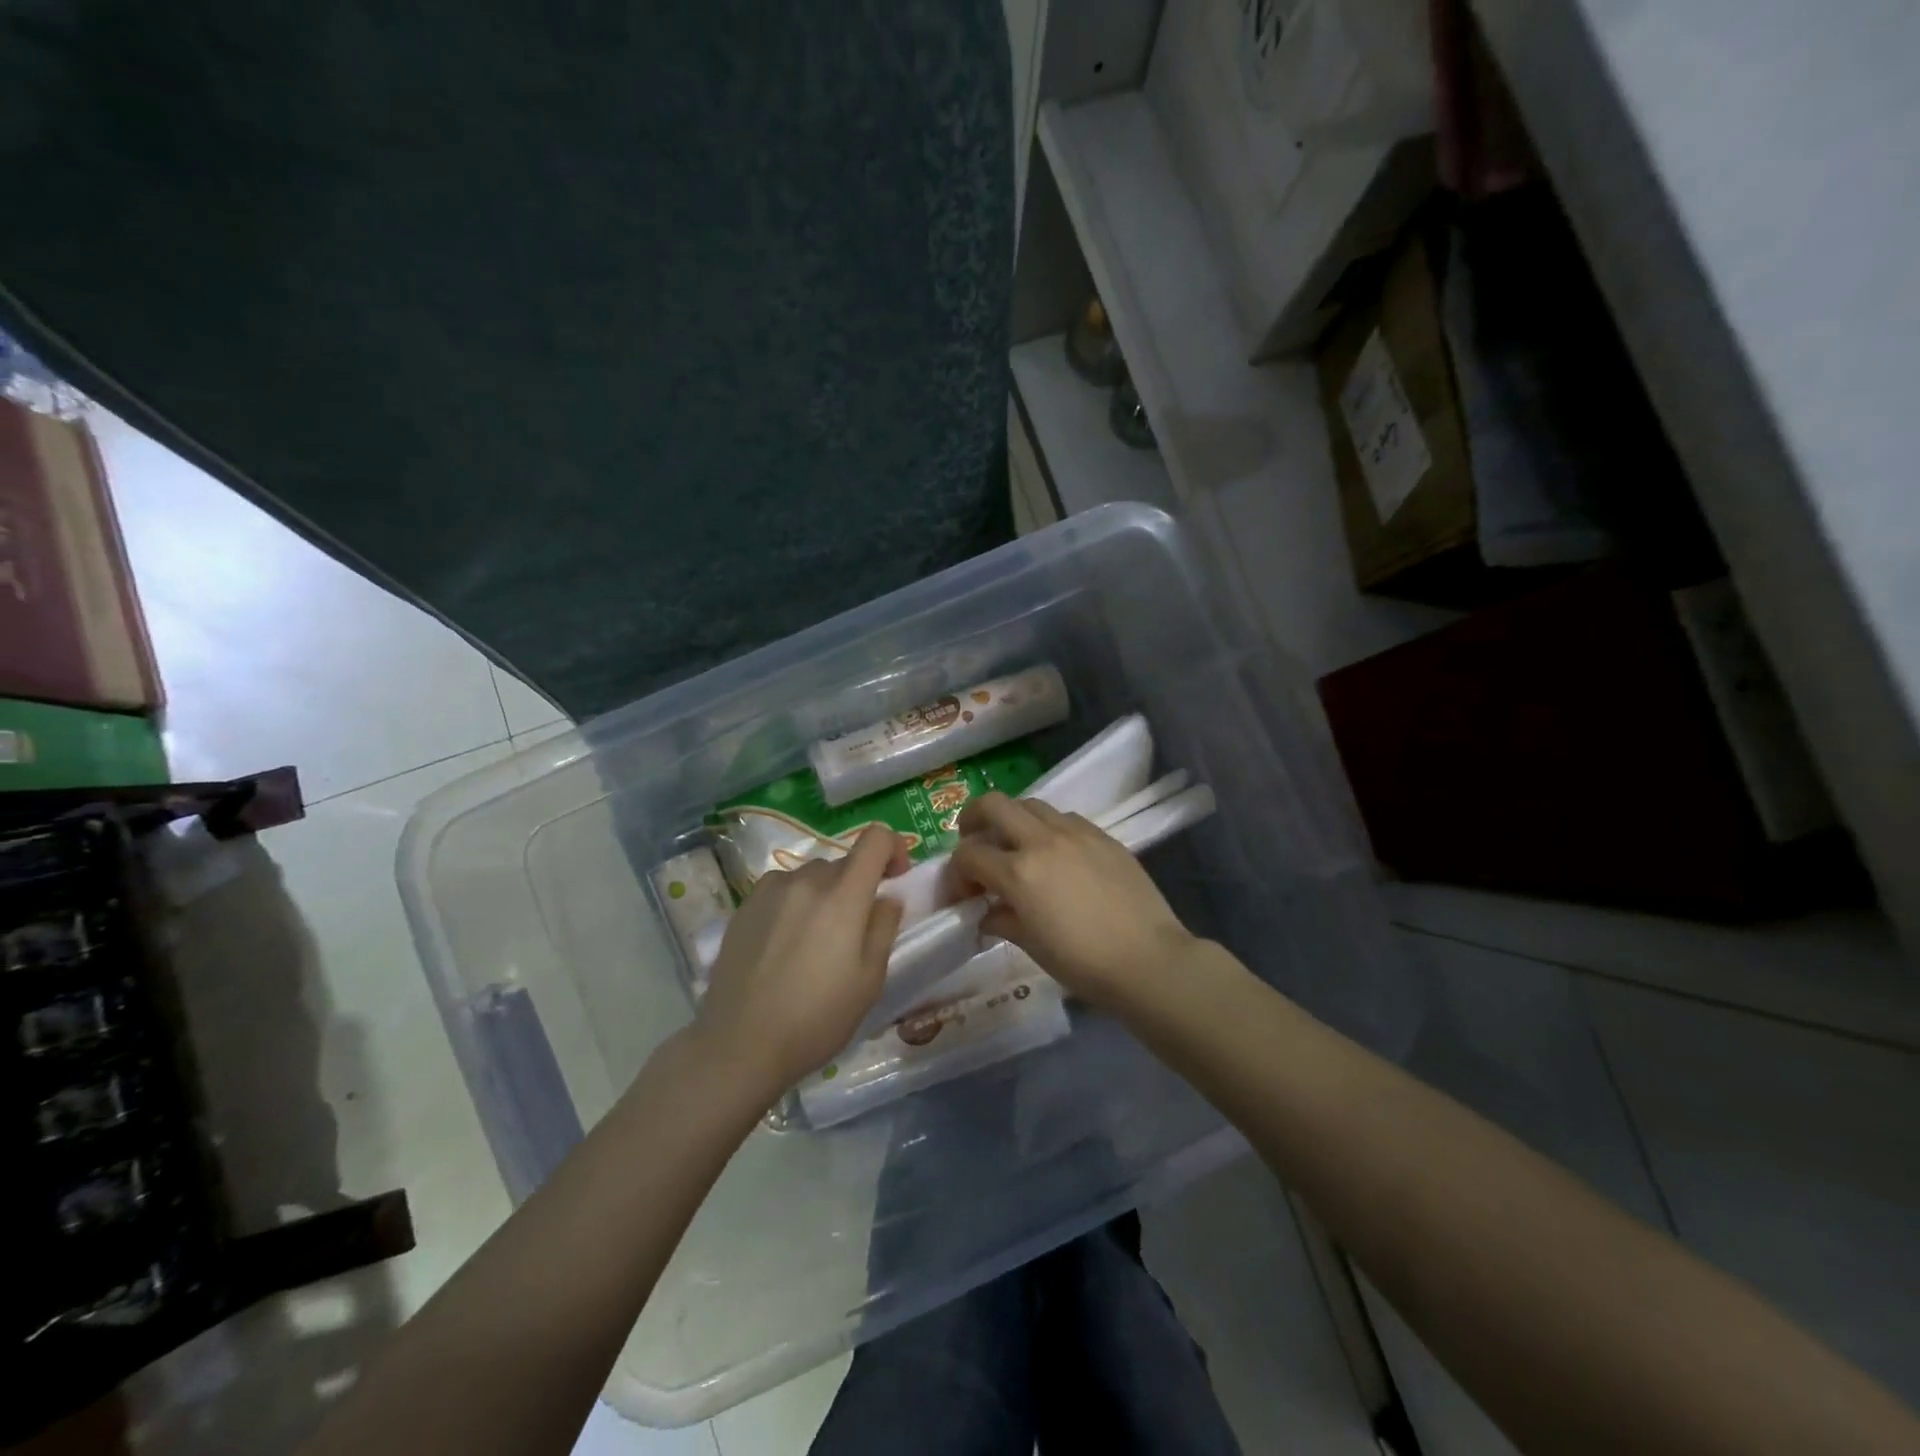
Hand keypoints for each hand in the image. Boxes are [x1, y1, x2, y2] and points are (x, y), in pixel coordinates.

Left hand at [696, 825, 909, 1094]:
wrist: (740, 1044)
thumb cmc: (816, 1018)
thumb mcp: (869, 981)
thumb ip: (884, 928)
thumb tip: (887, 897)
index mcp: (843, 896)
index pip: (875, 839)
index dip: (893, 848)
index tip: (896, 878)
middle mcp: (806, 881)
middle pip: (843, 863)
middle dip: (858, 886)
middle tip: (854, 931)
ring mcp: (770, 890)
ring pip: (811, 876)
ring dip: (824, 895)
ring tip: (815, 940)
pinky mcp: (744, 906)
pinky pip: (781, 889)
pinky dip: (793, 903)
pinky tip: (784, 943)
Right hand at [952, 792, 1196, 1007]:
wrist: (1148, 959)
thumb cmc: (1083, 963)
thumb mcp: (1032, 945)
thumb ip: (1003, 920)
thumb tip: (988, 912)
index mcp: (1018, 872)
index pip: (969, 854)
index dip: (957, 872)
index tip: (963, 891)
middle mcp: (1042, 841)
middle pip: (993, 805)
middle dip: (973, 818)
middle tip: (973, 840)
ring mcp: (1075, 833)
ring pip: (1030, 804)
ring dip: (1013, 819)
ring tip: (1016, 845)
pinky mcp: (1102, 835)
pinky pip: (1064, 817)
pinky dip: (1048, 827)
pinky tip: (1056, 853)